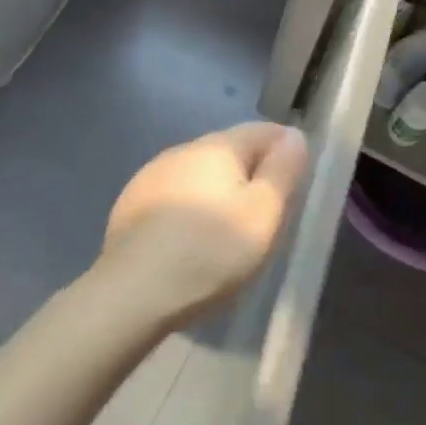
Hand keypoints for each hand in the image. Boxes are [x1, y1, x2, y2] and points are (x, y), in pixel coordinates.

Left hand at [100, 123, 308, 322]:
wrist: (133, 294)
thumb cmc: (211, 252)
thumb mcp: (264, 213)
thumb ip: (283, 170)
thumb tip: (293, 135)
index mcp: (216, 147)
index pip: (262, 131)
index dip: (285, 150)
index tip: (296, 183)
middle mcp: (180, 150)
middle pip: (228, 151)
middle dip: (251, 173)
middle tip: (267, 214)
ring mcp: (149, 177)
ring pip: (198, 174)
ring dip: (218, 192)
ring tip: (228, 231)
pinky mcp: (129, 206)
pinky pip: (173, 197)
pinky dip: (190, 209)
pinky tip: (190, 241)